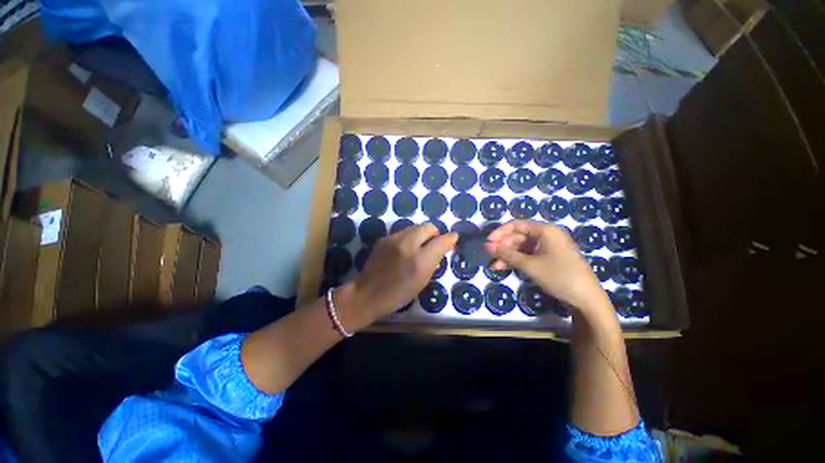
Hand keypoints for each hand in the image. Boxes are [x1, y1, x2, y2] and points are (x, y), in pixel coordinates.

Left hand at [337, 224, 456, 328]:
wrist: (367, 294)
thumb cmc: (398, 294)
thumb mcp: (422, 281)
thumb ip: (435, 260)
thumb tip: (445, 245)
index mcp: (419, 261)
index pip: (441, 240)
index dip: (450, 239)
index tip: (453, 240)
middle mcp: (407, 245)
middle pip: (428, 227)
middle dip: (435, 234)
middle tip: (433, 246)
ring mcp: (393, 239)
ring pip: (415, 227)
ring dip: (422, 235)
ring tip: (419, 248)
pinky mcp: (384, 238)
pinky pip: (403, 232)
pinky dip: (409, 237)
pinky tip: (405, 250)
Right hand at [485, 220, 610, 313]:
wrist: (587, 300)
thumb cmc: (559, 276)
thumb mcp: (530, 265)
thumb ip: (507, 254)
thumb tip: (487, 246)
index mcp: (546, 230)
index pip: (517, 225)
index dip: (500, 232)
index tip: (488, 243)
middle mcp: (547, 235)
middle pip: (519, 236)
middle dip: (503, 247)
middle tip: (489, 257)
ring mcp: (549, 247)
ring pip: (522, 247)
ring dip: (508, 255)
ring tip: (494, 266)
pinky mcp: (549, 258)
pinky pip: (529, 255)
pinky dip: (517, 260)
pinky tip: (504, 267)